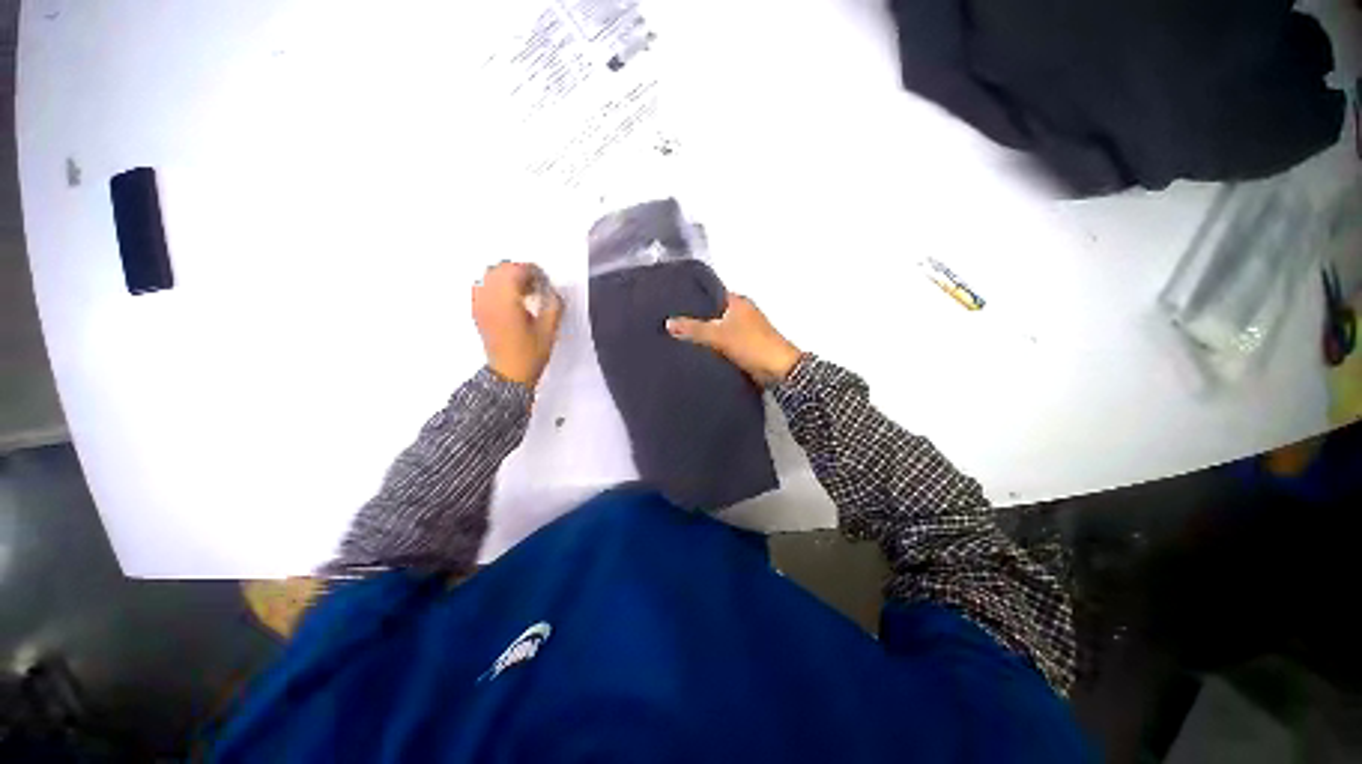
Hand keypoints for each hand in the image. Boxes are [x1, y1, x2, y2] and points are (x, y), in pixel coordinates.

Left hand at [472, 262, 563, 388]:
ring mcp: (480, 305)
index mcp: (506, 302)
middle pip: (500, 269)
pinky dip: (497, 286)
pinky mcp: (478, 311)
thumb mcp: (548, 331)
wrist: (509, 374)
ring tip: (524, 291)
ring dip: (508, 277)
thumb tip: (553, 292)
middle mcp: (489, 299)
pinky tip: (510, 299)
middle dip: (520, 272)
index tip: (544, 280)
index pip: (516, 271)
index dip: (533, 271)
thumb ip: (553, 306)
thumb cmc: (528, 356)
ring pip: (490, 275)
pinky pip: (483, 287)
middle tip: (536, 284)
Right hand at [666, 294, 802, 385]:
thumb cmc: (751, 345)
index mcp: (738, 302)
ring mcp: (745, 330)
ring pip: (718, 328)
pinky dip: (712, 346)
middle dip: (696, 317)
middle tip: (673, 322)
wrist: (778, 370)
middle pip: (713, 312)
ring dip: (704, 333)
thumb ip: (693, 328)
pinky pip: (723, 343)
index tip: (674, 302)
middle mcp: (742, 312)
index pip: (711, 293)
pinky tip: (696, 351)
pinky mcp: (745, 346)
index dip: (694, 297)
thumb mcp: (718, 335)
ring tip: (679, 336)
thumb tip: (668, 322)